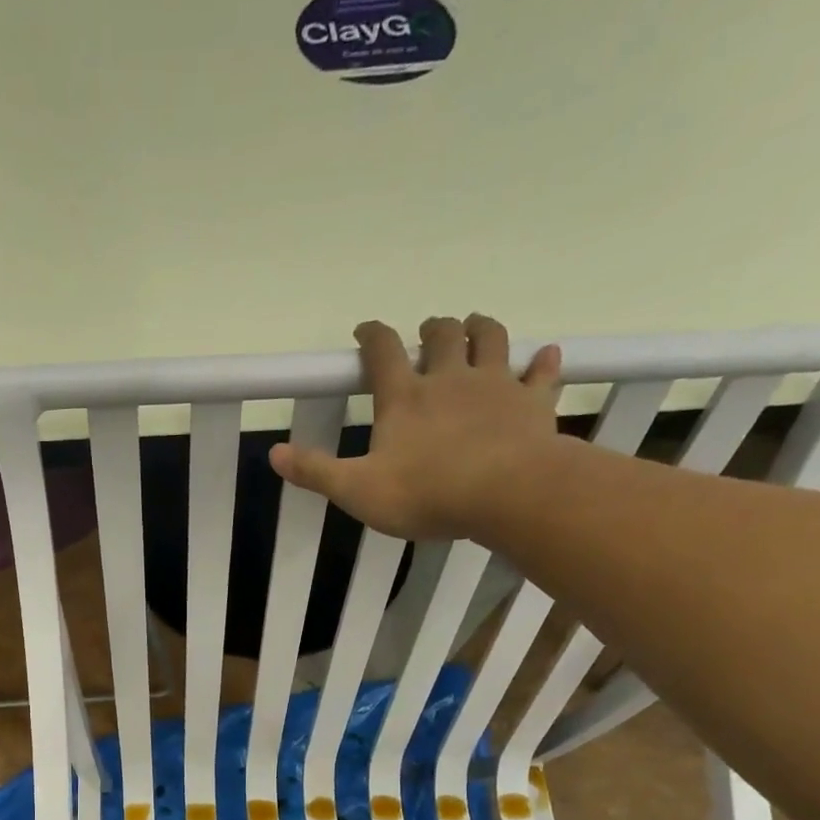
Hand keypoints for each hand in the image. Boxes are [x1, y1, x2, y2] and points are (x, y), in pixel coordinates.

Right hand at [270, 314, 563, 539]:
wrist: (506, 494)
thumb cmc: (425, 493)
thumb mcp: (357, 490)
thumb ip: (316, 471)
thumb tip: (274, 453)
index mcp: (404, 398)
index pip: (383, 352)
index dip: (373, 336)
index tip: (365, 330)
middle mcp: (449, 380)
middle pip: (442, 336)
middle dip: (432, 328)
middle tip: (428, 329)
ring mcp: (495, 386)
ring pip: (490, 339)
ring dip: (481, 328)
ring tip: (475, 325)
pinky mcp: (532, 403)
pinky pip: (540, 374)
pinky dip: (542, 363)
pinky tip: (545, 355)